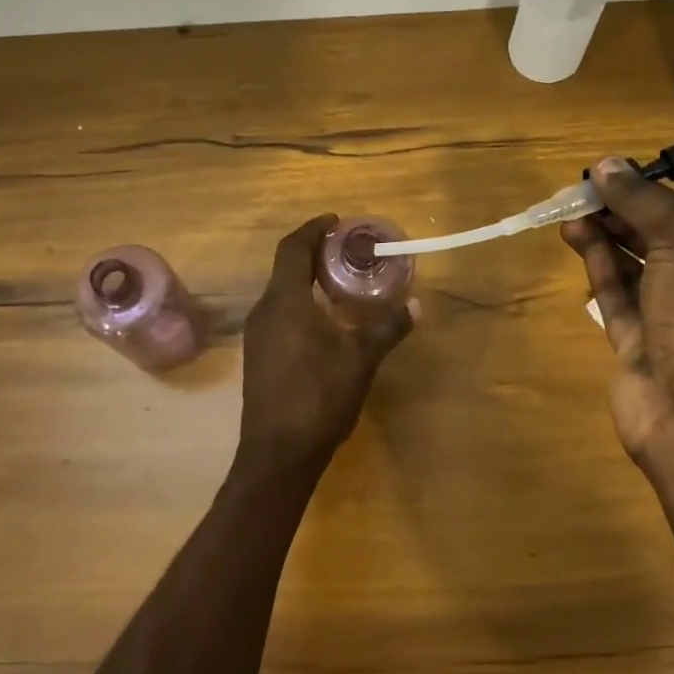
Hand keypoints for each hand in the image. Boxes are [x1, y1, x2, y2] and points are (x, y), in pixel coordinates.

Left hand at [238, 215, 415, 466]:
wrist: (279, 451)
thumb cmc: (320, 396)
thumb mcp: (361, 359)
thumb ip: (388, 328)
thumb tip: (417, 306)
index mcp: (285, 302)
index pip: (292, 248)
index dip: (313, 229)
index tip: (336, 221)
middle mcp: (264, 311)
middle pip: (284, 268)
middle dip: (313, 254)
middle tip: (345, 251)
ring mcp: (256, 335)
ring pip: (280, 293)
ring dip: (305, 281)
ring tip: (338, 283)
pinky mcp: (257, 356)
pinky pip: (277, 315)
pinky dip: (298, 304)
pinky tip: (322, 322)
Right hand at [560, 158, 673, 479]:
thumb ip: (644, 202)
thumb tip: (606, 164)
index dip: (649, 191)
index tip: (610, 174)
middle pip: (661, 238)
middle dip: (623, 213)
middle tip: (582, 191)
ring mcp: (672, 318)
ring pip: (635, 266)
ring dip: (606, 236)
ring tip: (571, 212)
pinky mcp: (638, 343)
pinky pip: (618, 296)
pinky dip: (599, 266)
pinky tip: (576, 238)